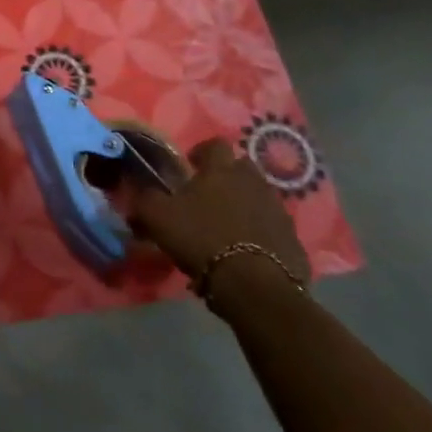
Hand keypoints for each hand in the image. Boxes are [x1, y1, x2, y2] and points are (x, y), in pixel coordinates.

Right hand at [118, 138, 309, 297]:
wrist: (255, 286)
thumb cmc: (202, 240)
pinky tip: (247, 249)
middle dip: (226, 176)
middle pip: (241, 168)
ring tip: (227, 225)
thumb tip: (139, 189)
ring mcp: (277, 210)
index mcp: (221, 170)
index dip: (201, 152)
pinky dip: (260, 231)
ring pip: (259, 196)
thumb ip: (146, 198)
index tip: (190, 166)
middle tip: (209, 196)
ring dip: (244, 204)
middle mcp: (254, 182)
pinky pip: (273, 226)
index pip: (215, 145)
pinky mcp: (293, 238)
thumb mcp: (158, 217)